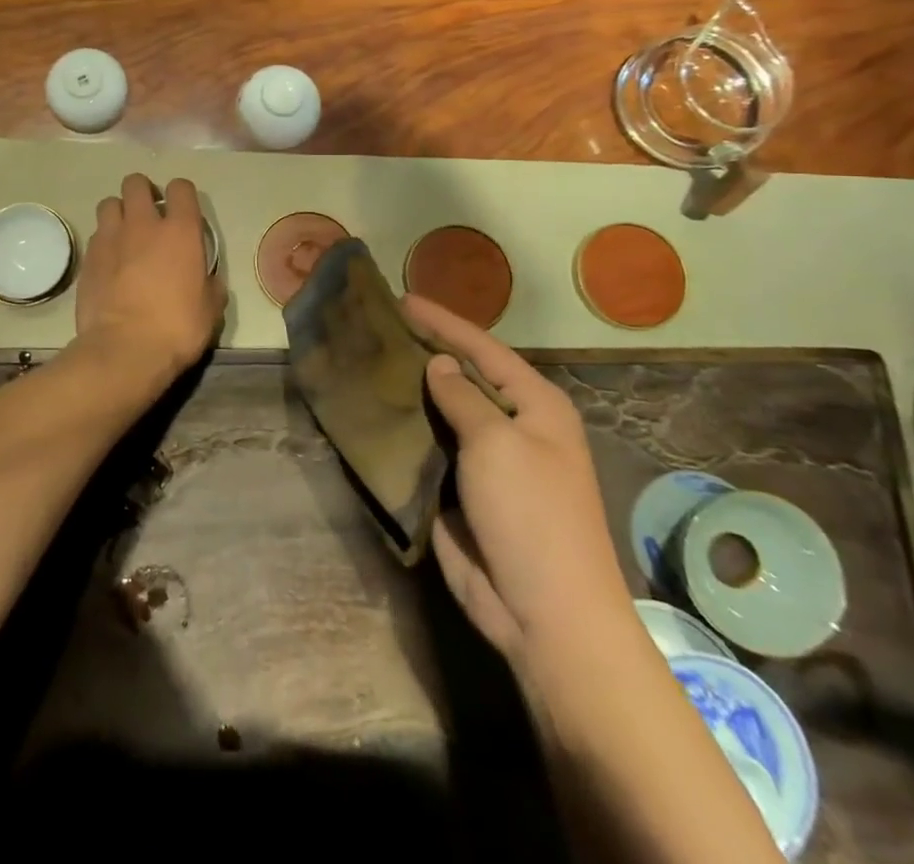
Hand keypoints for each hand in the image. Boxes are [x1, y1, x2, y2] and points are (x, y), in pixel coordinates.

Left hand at [75, 175, 225, 388]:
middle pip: (136, 183)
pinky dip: (104, 241)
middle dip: (142, 192)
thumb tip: (207, 281)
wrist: (125, 350)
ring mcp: (111, 238)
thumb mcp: (210, 309)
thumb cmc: (176, 328)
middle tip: (148, 215)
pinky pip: (96, 235)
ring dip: (118, 213)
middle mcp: (143, 224)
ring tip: (125, 234)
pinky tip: (110, 261)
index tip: (182, 211)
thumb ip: (210, 285)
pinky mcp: (88, 257)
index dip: (181, 194)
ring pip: (109, 203)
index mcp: (180, 231)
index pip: (181, 188)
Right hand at [405, 294, 629, 668]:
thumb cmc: (531, 515)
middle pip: (462, 377)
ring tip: (368, 361)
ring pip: (442, 413)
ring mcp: (486, 461)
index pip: (483, 349)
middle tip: (378, 325)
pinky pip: (428, 449)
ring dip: (410, 391)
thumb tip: (439, 366)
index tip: (402, 299)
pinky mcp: (460, 490)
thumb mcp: (498, 444)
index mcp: (536, 406)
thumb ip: (463, 398)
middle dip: (424, 351)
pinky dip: (404, 431)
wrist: (545, 614)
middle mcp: (513, 426)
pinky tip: (374, 412)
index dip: (443, 322)